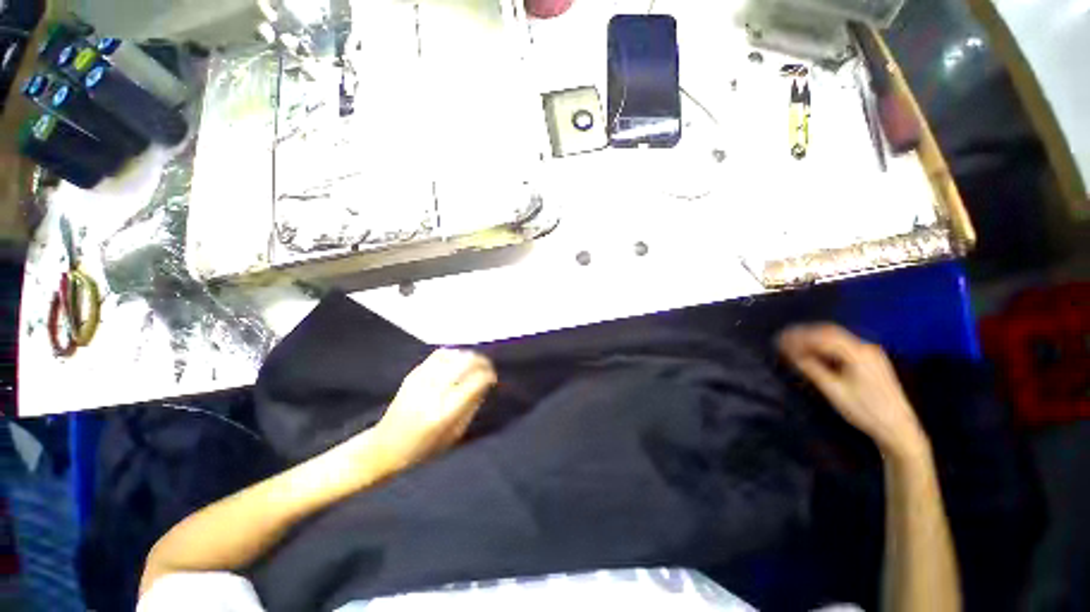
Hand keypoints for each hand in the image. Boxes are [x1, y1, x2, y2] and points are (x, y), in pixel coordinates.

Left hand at [370, 349, 496, 471]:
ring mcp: (421, 381)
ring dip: (468, 356)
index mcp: (445, 412)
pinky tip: (458, 359)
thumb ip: (472, 406)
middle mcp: (434, 392)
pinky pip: (438, 355)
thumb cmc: (424, 448)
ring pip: (453, 355)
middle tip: (487, 367)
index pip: (476, 381)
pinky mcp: (412, 374)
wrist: (385, 447)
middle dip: (482, 361)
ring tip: (474, 362)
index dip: (489, 375)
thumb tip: (485, 384)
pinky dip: (453, 353)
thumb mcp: (454, 434)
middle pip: (465, 362)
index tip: (493, 378)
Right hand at [778, 324, 926, 458]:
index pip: (822, 337)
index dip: (799, 336)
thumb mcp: (834, 391)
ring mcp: (870, 354)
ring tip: (794, 344)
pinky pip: (843, 346)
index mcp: (858, 353)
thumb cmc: (865, 411)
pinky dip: (825, 346)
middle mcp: (865, 348)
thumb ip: (812, 369)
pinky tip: (814, 352)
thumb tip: (791, 354)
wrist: (898, 428)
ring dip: (814, 339)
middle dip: (805, 334)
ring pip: (836, 338)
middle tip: (784, 338)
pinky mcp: (871, 361)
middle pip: (830, 332)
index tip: (780, 340)